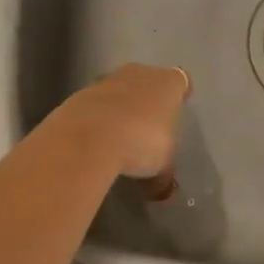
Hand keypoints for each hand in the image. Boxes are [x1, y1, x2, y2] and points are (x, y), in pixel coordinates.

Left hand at [55, 63, 190, 178]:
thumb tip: (163, 191)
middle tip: (148, 125)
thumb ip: (164, 176)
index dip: (179, 94)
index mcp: (169, 83)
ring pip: (120, 89)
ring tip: (119, 136)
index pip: (180, 81)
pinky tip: (95, 140)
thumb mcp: (161, 165)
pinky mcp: (82, 92)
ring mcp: (109, 79)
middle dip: (148, 100)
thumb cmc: (140, 141)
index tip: (178, 106)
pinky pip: (96, 103)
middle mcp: (141, 73)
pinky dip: (96, 117)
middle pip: (148, 81)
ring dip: (120, 107)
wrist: (89, 135)